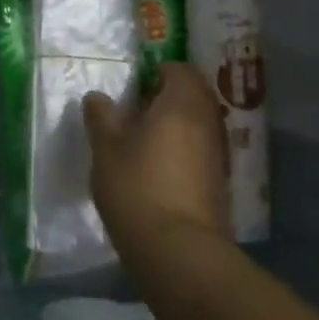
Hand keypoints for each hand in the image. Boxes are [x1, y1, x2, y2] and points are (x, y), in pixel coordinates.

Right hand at [82, 63, 229, 266]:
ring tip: (142, 142)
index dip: (157, 72)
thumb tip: (98, 97)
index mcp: (182, 103)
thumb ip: (102, 117)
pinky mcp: (219, 183)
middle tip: (134, 112)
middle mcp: (208, 122)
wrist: (177, 249)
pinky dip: (182, 152)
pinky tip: (157, 170)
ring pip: (198, 125)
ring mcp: (218, 154)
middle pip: (193, 96)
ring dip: (175, 127)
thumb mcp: (106, 148)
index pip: (180, 70)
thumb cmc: (137, 186)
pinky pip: (200, 152)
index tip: (134, 85)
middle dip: (167, 98)